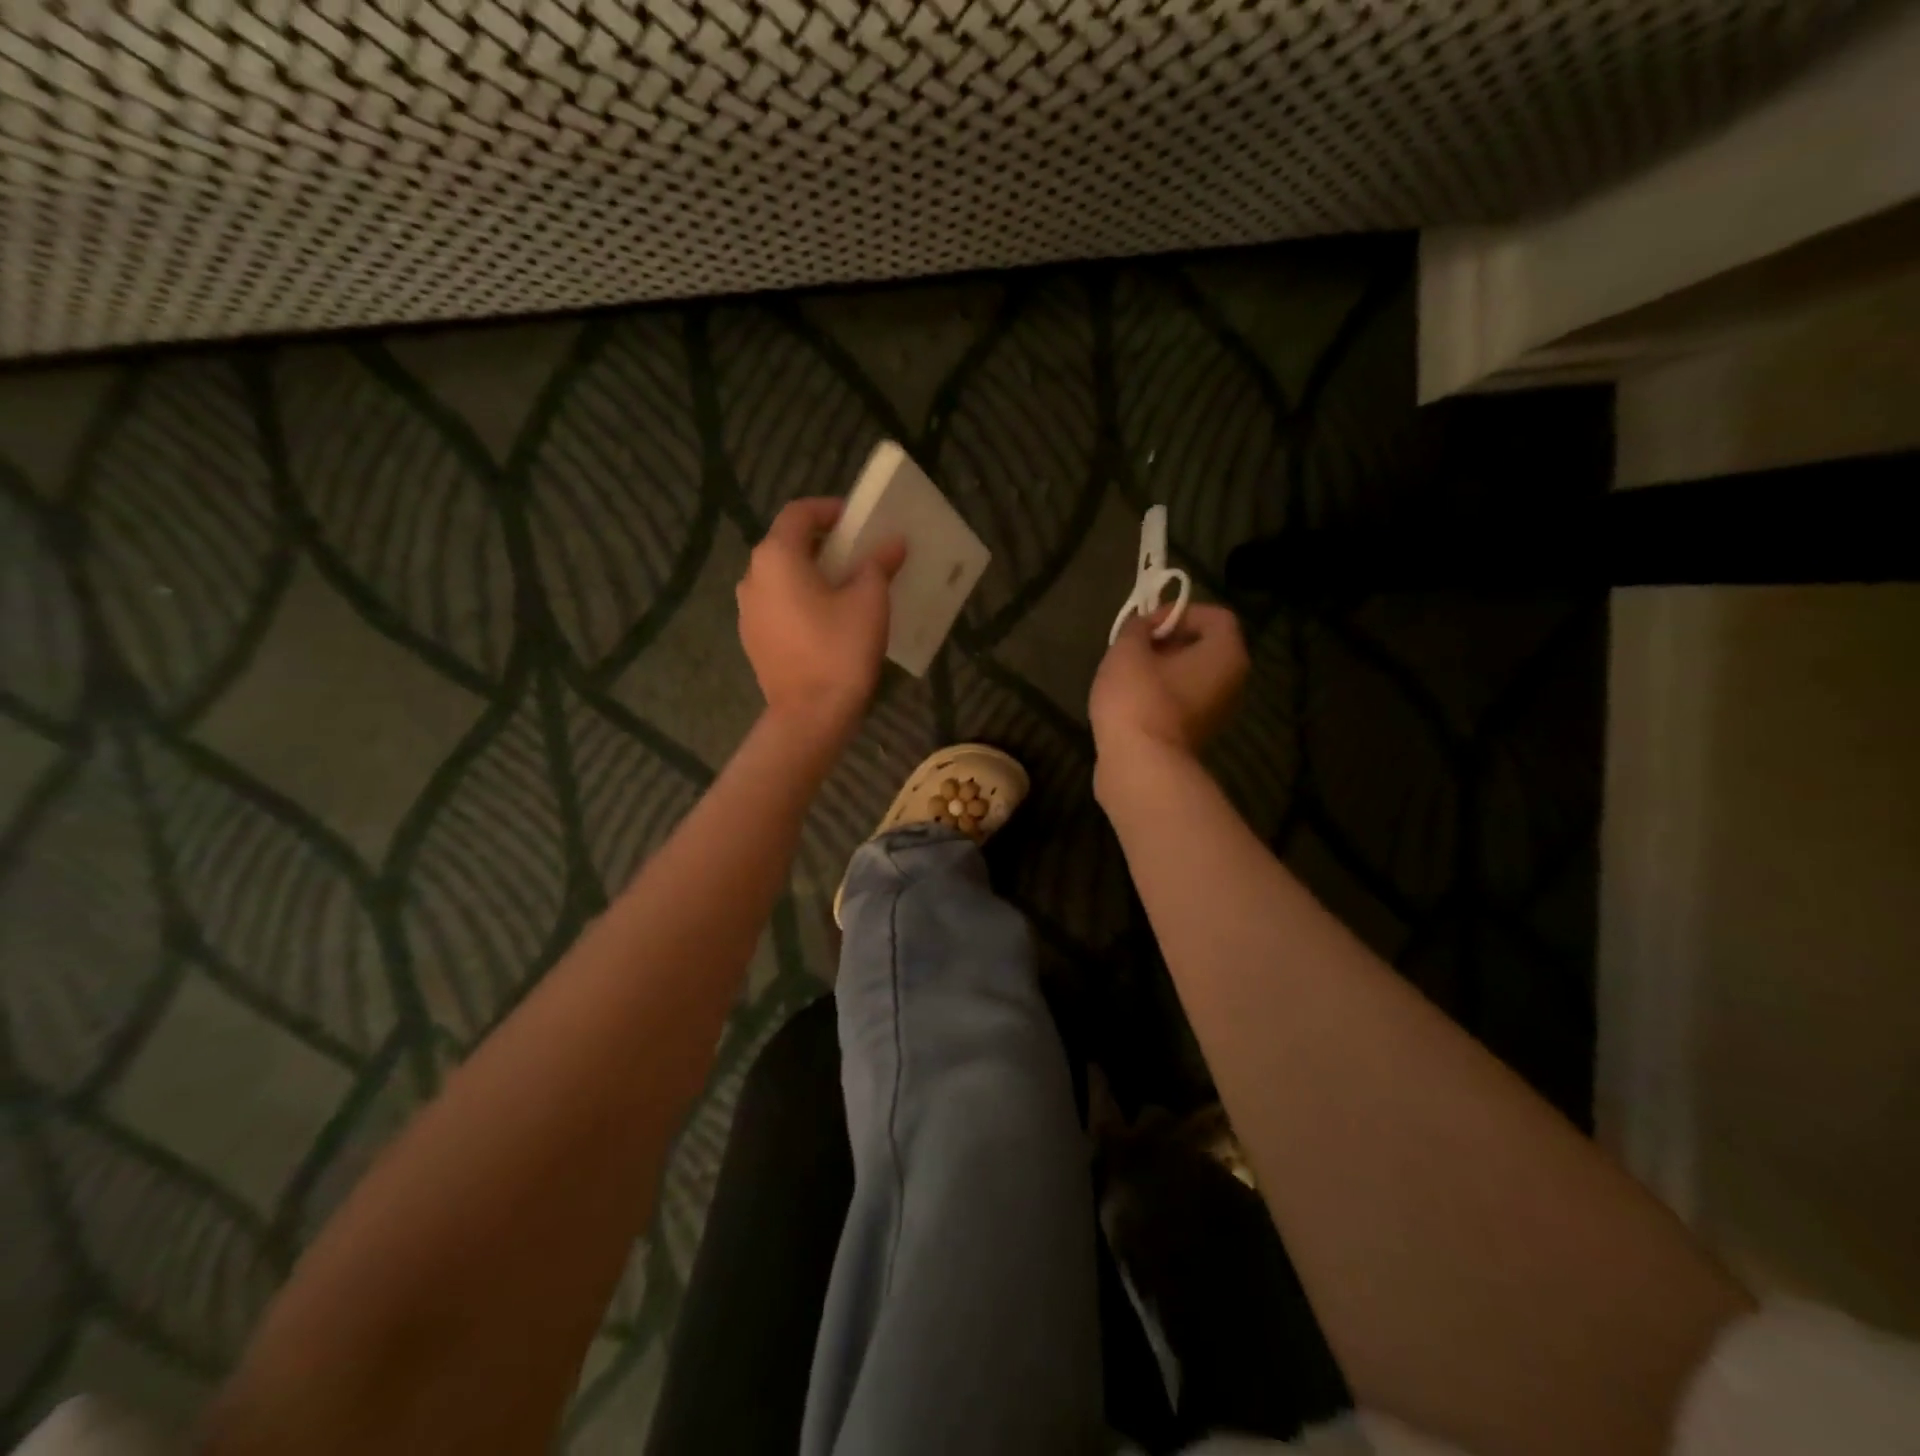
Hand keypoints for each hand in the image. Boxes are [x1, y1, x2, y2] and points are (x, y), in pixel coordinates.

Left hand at [737, 498, 905, 742]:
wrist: (811, 715)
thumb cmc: (840, 649)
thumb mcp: (870, 600)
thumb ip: (879, 563)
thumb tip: (892, 543)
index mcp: (776, 557)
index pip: (799, 513)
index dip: (830, 509)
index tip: (858, 520)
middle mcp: (752, 577)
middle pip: (787, 544)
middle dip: (823, 543)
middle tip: (858, 553)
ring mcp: (747, 611)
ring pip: (781, 577)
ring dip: (811, 573)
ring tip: (845, 588)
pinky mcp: (752, 639)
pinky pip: (777, 605)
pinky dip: (800, 601)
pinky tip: (827, 620)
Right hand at [1089, 604, 1248, 761]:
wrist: (1139, 766)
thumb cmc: (1138, 698)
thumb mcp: (1127, 651)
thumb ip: (1136, 629)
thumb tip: (1143, 627)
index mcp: (1227, 655)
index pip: (1215, 617)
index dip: (1179, 612)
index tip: (1146, 625)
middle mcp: (1232, 682)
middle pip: (1203, 647)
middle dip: (1167, 641)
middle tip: (1132, 647)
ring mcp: (1216, 713)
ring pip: (1190, 676)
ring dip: (1160, 670)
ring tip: (1126, 673)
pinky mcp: (1196, 736)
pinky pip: (1180, 702)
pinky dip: (1159, 696)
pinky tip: (1129, 700)